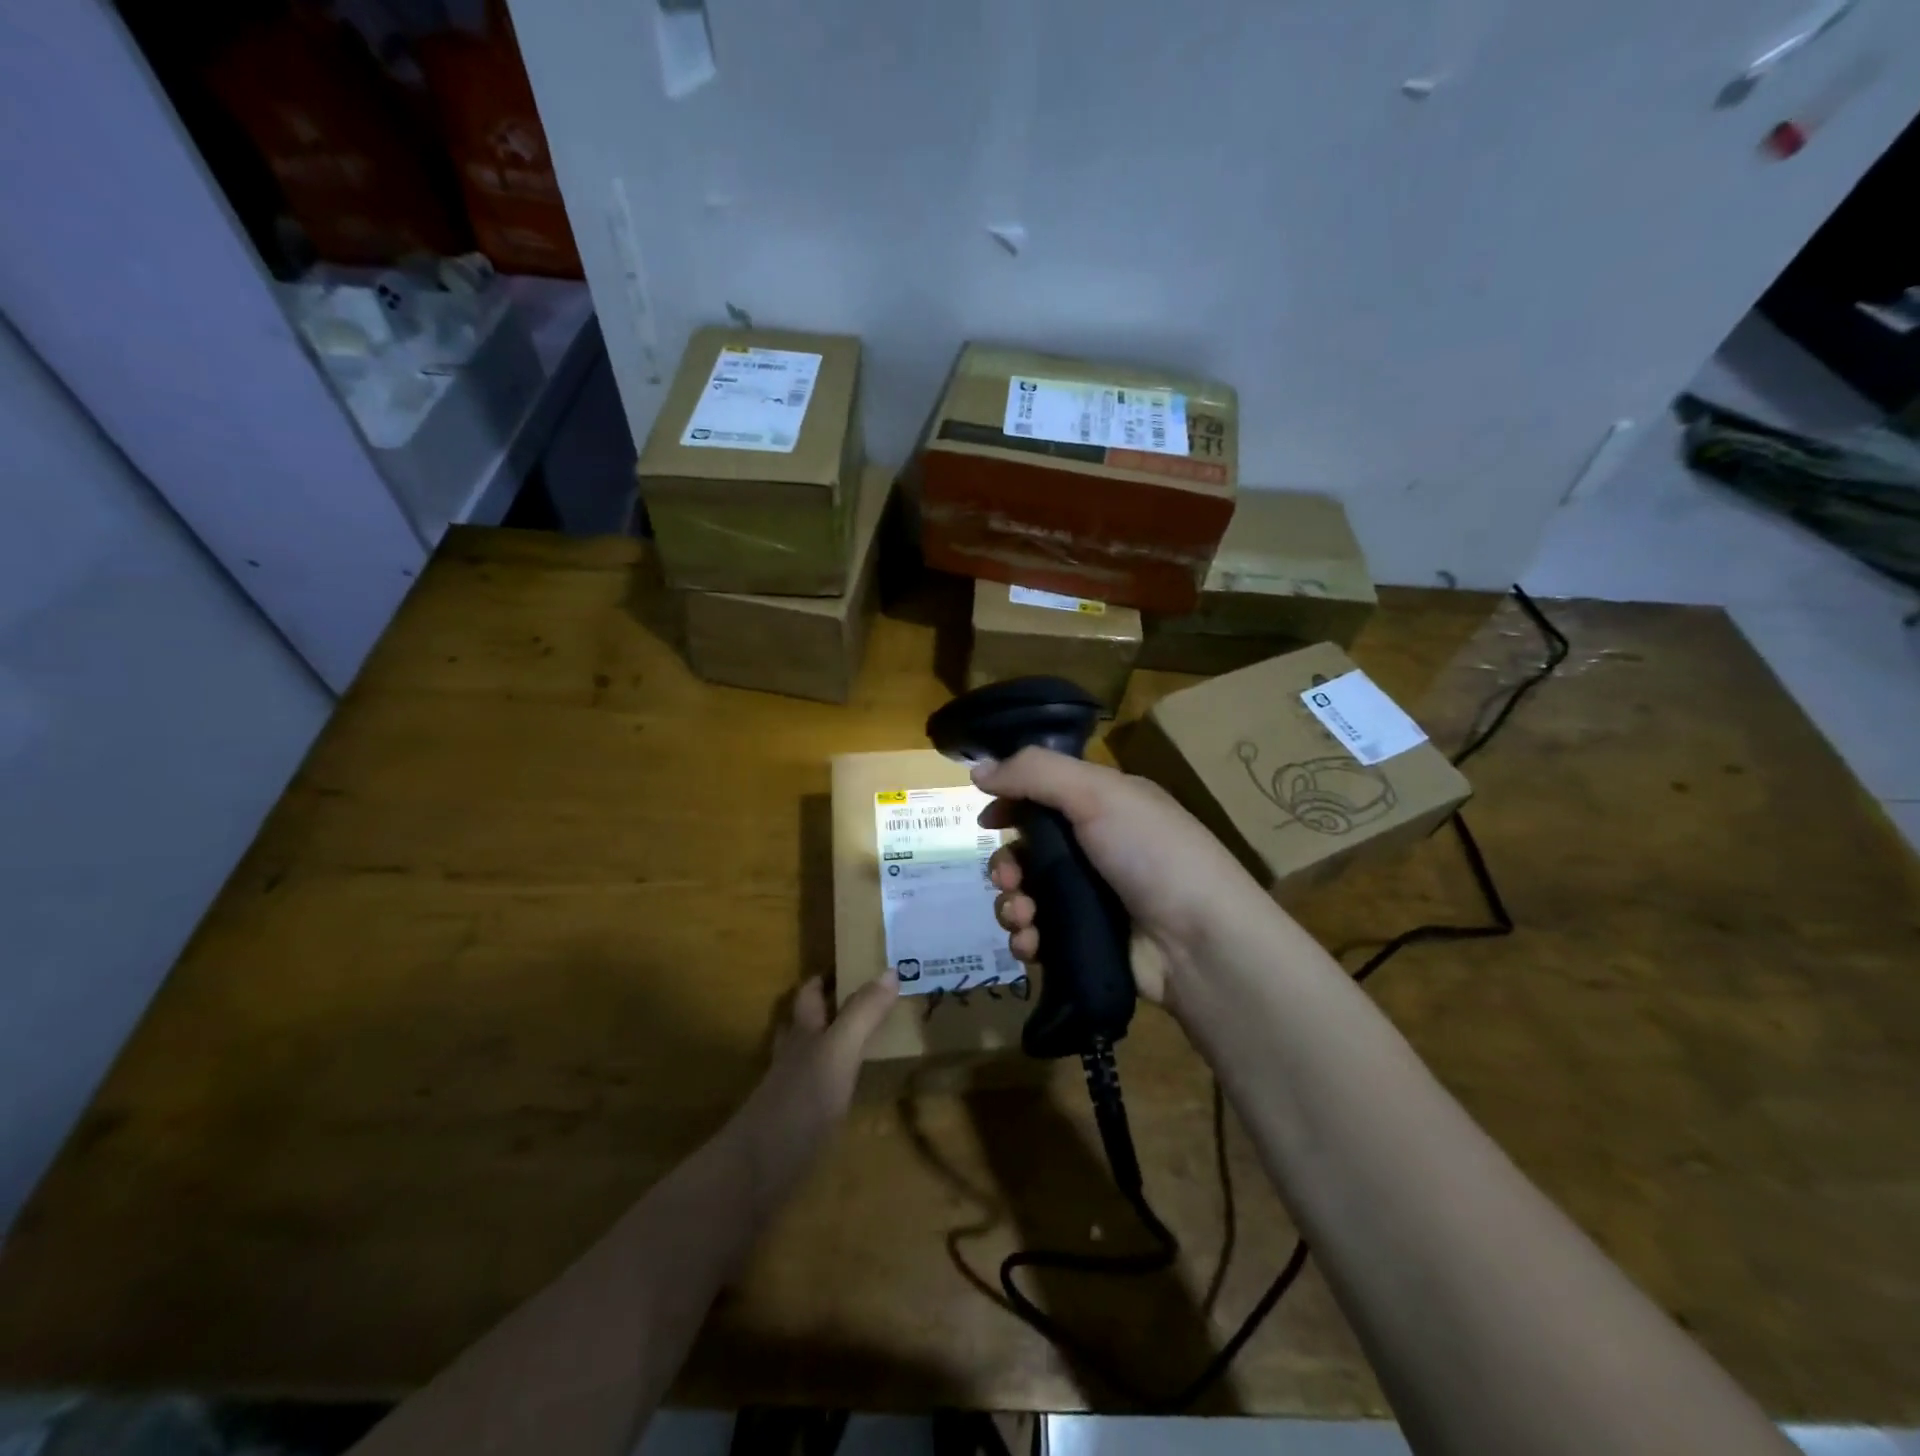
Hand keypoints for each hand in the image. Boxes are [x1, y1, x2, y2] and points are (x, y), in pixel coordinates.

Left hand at [728, 974, 896, 1220]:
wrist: (757, 1173)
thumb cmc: (800, 1102)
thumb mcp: (839, 1051)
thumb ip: (863, 1014)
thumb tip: (891, 970)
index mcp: (803, 1034)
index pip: (809, 994)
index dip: (824, 978)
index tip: (850, 963)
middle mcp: (793, 1057)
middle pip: (803, 1024)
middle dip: (825, 1010)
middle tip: (862, 1001)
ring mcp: (789, 1093)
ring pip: (806, 1057)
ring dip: (827, 1045)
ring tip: (860, 1042)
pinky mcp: (793, 1126)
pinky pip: (814, 1092)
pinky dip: (830, 1084)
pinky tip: (846, 1094)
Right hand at [974, 748, 1266, 1006]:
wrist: (1200, 942)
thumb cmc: (1150, 853)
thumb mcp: (1097, 793)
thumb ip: (1034, 773)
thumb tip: (977, 770)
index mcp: (1104, 806)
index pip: (1044, 796)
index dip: (1011, 804)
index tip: (986, 821)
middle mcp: (1096, 850)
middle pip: (1027, 851)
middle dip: (1005, 865)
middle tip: (1008, 880)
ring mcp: (1091, 899)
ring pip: (1027, 896)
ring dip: (1011, 905)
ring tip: (1022, 917)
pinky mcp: (1085, 942)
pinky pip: (1038, 935)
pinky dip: (1025, 938)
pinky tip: (1030, 943)